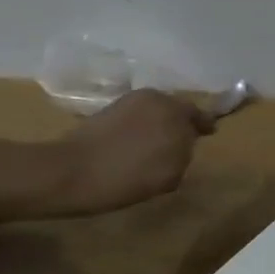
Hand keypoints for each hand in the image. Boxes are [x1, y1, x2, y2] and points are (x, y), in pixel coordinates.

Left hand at [50, 89, 215, 216]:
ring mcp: (125, 104)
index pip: (200, 115)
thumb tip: (182, 146)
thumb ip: (185, 153)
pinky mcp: (102, 114)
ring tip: (155, 149)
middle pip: (176, 110)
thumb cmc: (127, 175)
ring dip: (157, 127)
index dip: (204, 125)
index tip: (209, 134)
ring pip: (152, 114)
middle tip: (181, 143)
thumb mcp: (171, 172)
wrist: (65, 174)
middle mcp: (153, 99)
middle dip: (180, 124)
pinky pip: (131, 120)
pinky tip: (132, 150)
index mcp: (175, 109)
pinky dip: (136, 131)